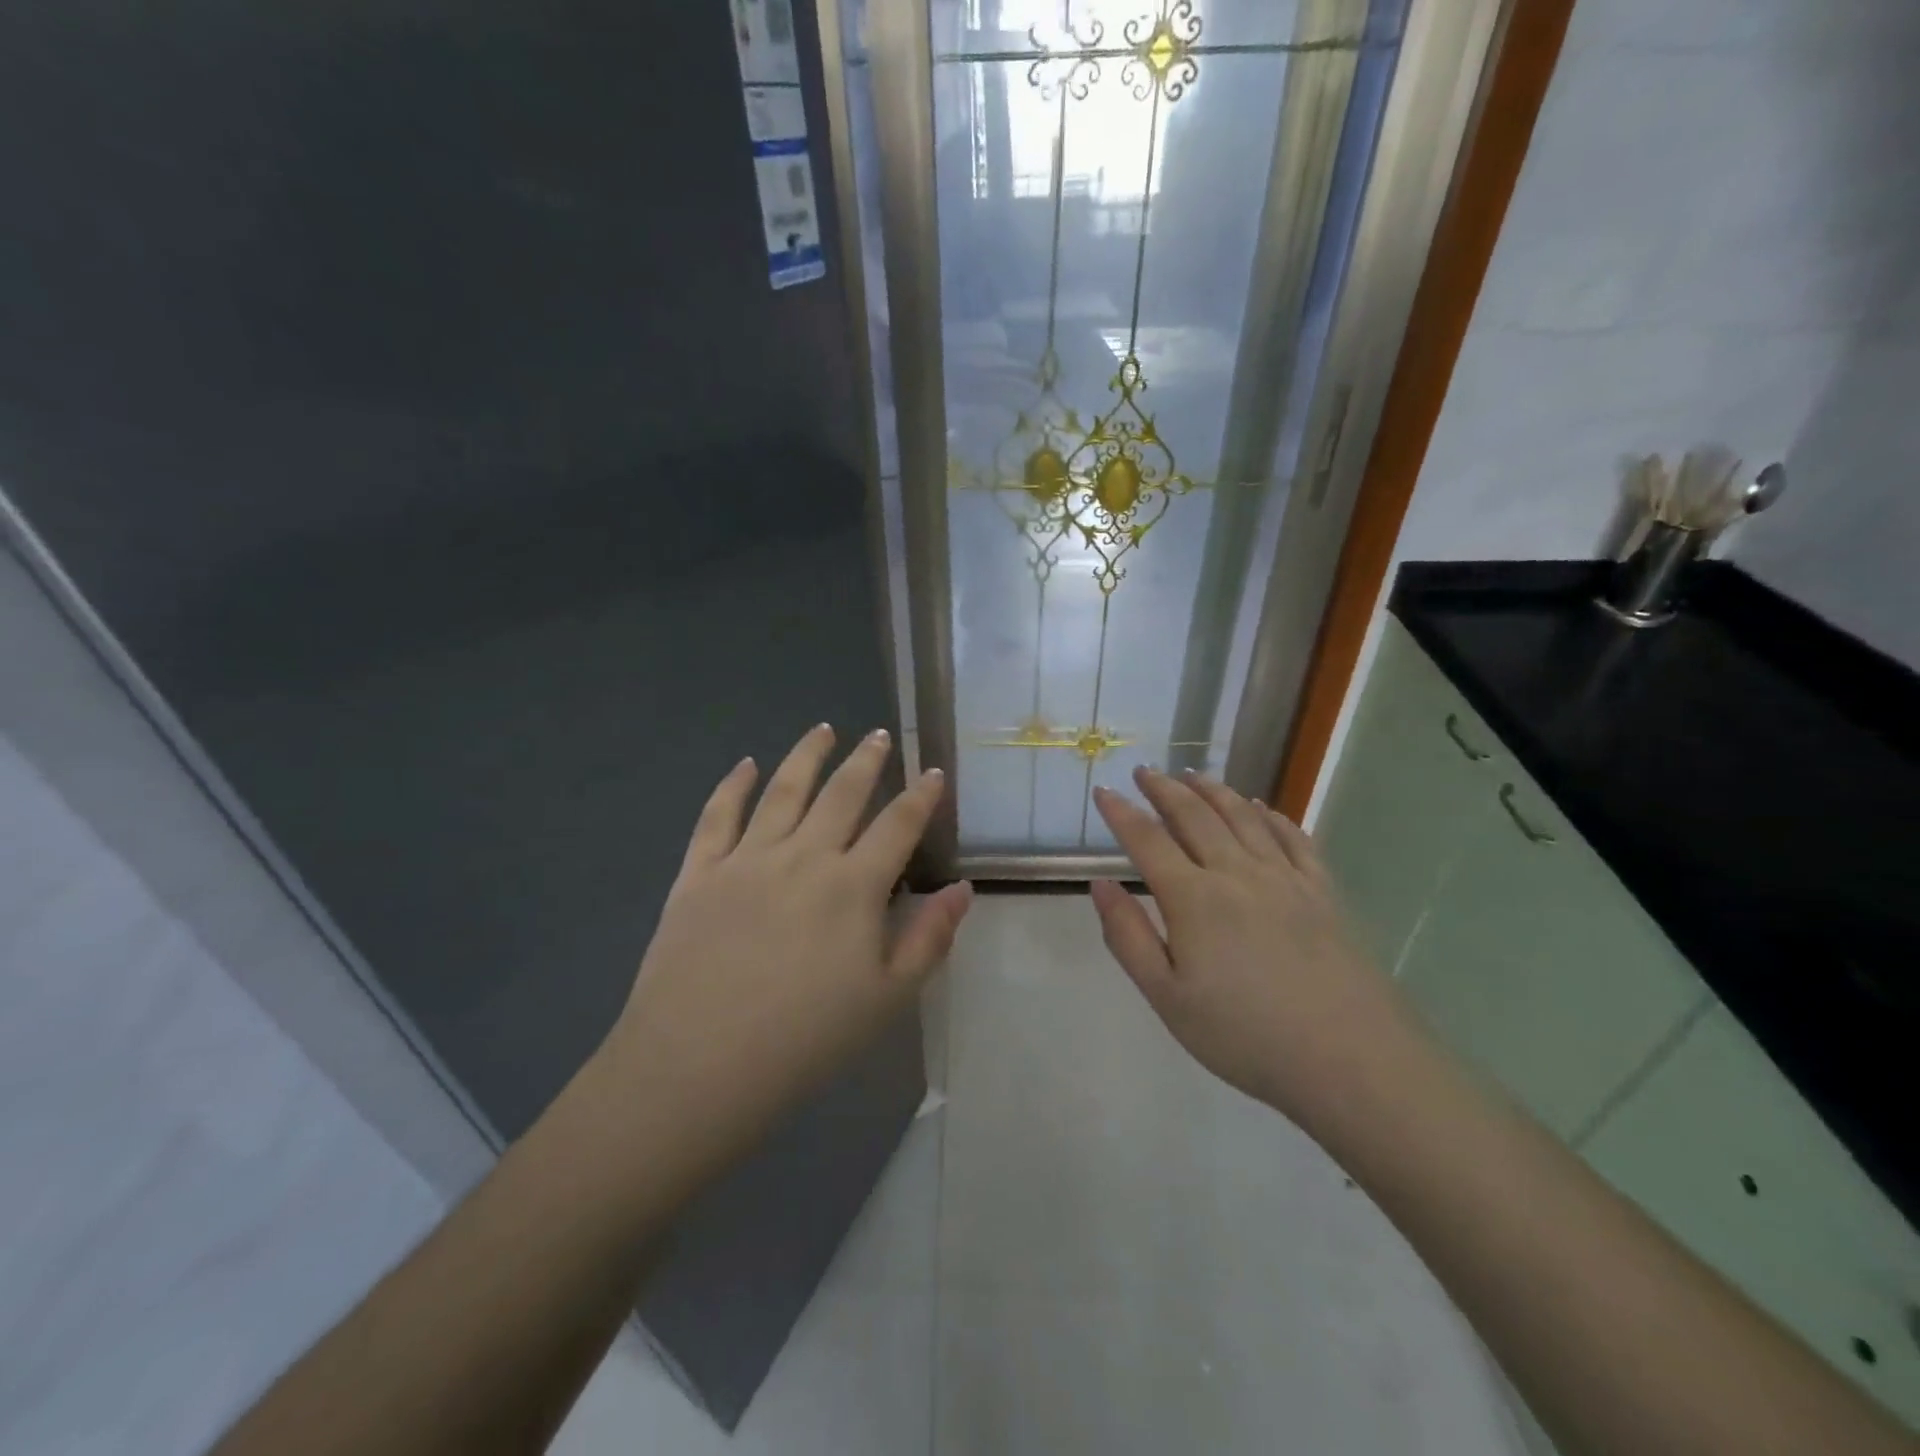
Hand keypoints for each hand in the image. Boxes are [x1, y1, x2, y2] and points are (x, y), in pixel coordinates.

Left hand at [601, 725, 971, 1164]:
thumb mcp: (888, 998)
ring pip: (783, 790)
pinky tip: (745, 764)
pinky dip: (733, 785)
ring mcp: (746, 859)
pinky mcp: (699, 873)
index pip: (897, 826)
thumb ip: (929, 938)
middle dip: (866, 761)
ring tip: (823, 729)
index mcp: (853, 887)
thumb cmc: (805, 1040)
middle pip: (842, 794)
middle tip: (878, 735)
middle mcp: (803, 857)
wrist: (697, 1067)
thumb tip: (962, 889)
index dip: (920, 796)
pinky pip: (717, 816)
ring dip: (806, 756)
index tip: (933, 772)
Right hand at [1089, 767, 1411, 1126]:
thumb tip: (1101, 884)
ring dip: (1213, 790)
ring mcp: (1285, 878)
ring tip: (1193, 775)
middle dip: (1164, 789)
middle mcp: (1237, 873)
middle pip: (1194, 815)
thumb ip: (1128, 936)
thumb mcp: (1167, 997)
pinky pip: (1292, 838)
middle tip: (1145, 772)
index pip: (1147, 839)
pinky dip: (1270, 815)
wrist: (1350, 1060)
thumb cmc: (1244, 1035)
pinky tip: (1260, 807)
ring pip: (1242, 816)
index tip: (1103, 791)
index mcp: (1194, 898)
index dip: (1121, 813)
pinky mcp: (1322, 892)